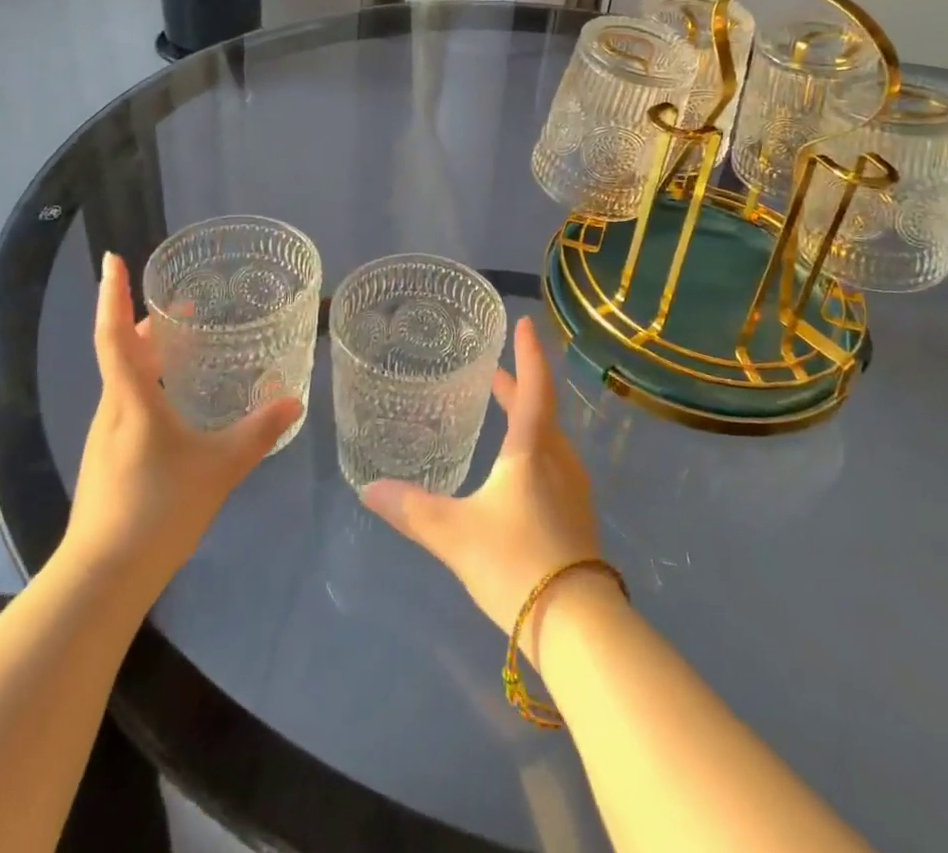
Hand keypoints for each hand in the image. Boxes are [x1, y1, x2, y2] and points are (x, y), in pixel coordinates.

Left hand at [61, 253, 301, 583]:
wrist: (103, 578)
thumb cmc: (159, 509)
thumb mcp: (220, 467)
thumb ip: (259, 432)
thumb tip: (293, 401)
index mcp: (132, 400)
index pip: (116, 334)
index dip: (113, 295)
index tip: (113, 259)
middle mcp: (112, 410)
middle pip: (123, 353)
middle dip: (148, 323)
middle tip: (185, 306)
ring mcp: (106, 437)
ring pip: (125, 380)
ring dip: (149, 355)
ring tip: (187, 347)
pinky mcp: (109, 460)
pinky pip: (128, 405)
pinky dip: (150, 385)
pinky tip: (178, 404)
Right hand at [362, 318, 600, 652]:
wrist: (578, 625)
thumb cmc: (516, 561)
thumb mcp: (455, 534)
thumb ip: (411, 509)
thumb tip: (369, 489)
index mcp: (532, 448)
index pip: (533, 384)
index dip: (528, 352)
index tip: (523, 322)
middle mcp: (558, 458)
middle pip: (540, 408)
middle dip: (518, 384)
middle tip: (495, 368)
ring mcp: (572, 488)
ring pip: (548, 436)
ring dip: (527, 415)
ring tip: (503, 409)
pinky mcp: (576, 515)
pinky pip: (552, 461)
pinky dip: (533, 445)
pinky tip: (516, 468)